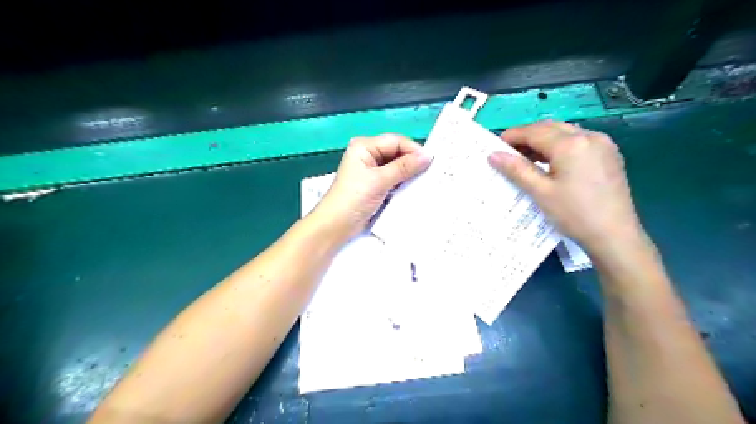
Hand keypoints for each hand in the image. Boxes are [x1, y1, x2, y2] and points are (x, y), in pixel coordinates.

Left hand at [313, 134, 430, 240]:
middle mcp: (368, 154)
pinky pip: (393, 178)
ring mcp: (371, 170)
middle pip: (396, 152)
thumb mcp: (380, 181)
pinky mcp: (374, 184)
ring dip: (409, 173)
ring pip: (396, 166)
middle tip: (432, 171)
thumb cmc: (354, 198)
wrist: (336, 225)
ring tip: (426, 180)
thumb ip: (404, 167)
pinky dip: (403, 182)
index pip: (395, 141)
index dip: (413, 150)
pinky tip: (414, 188)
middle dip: (412, 161)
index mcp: (364, 146)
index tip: (431, 162)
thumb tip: (428, 156)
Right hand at [491, 120, 642, 254]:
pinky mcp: (609, 155)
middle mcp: (589, 136)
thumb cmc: (574, 214)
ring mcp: (603, 145)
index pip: (534, 132)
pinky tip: (551, 163)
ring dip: (544, 140)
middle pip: (550, 127)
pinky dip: (560, 146)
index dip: (512, 136)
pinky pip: (579, 142)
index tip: (495, 146)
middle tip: (509, 153)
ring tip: (527, 159)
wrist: (615, 236)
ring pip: (565, 132)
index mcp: (571, 144)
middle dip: (527, 136)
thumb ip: (516, 169)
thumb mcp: (540, 192)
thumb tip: (493, 155)